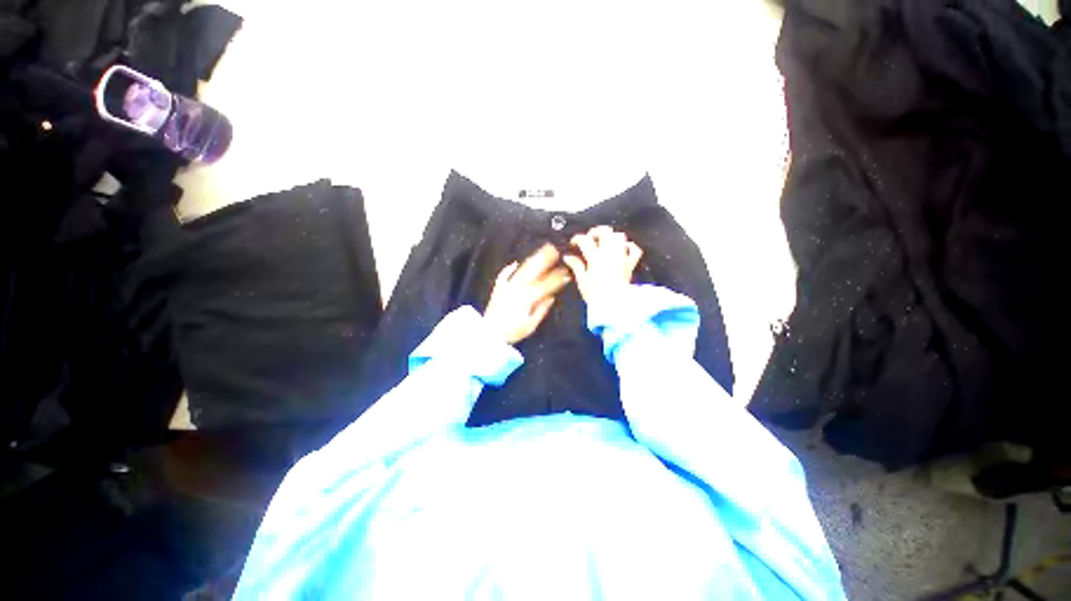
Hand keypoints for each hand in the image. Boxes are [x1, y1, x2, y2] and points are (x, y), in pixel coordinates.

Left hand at [484, 244, 571, 344]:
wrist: (490, 333)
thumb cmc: (512, 332)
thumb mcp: (530, 325)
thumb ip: (541, 310)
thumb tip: (551, 298)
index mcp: (527, 298)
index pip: (546, 285)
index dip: (557, 279)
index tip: (566, 274)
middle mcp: (517, 289)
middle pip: (534, 271)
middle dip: (545, 260)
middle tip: (555, 251)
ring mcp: (506, 287)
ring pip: (521, 269)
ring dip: (532, 259)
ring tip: (541, 251)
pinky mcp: (498, 288)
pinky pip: (503, 275)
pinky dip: (509, 268)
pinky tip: (515, 263)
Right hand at [562, 226, 642, 306]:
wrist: (616, 306)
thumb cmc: (597, 297)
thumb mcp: (582, 281)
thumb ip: (576, 266)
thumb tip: (568, 258)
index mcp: (596, 258)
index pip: (585, 240)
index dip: (577, 239)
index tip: (574, 243)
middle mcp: (610, 254)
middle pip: (605, 232)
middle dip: (595, 232)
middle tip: (589, 238)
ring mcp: (622, 258)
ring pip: (619, 236)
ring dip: (611, 236)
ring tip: (604, 242)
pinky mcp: (630, 264)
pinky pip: (634, 249)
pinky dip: (628, 246)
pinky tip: (622, 249)